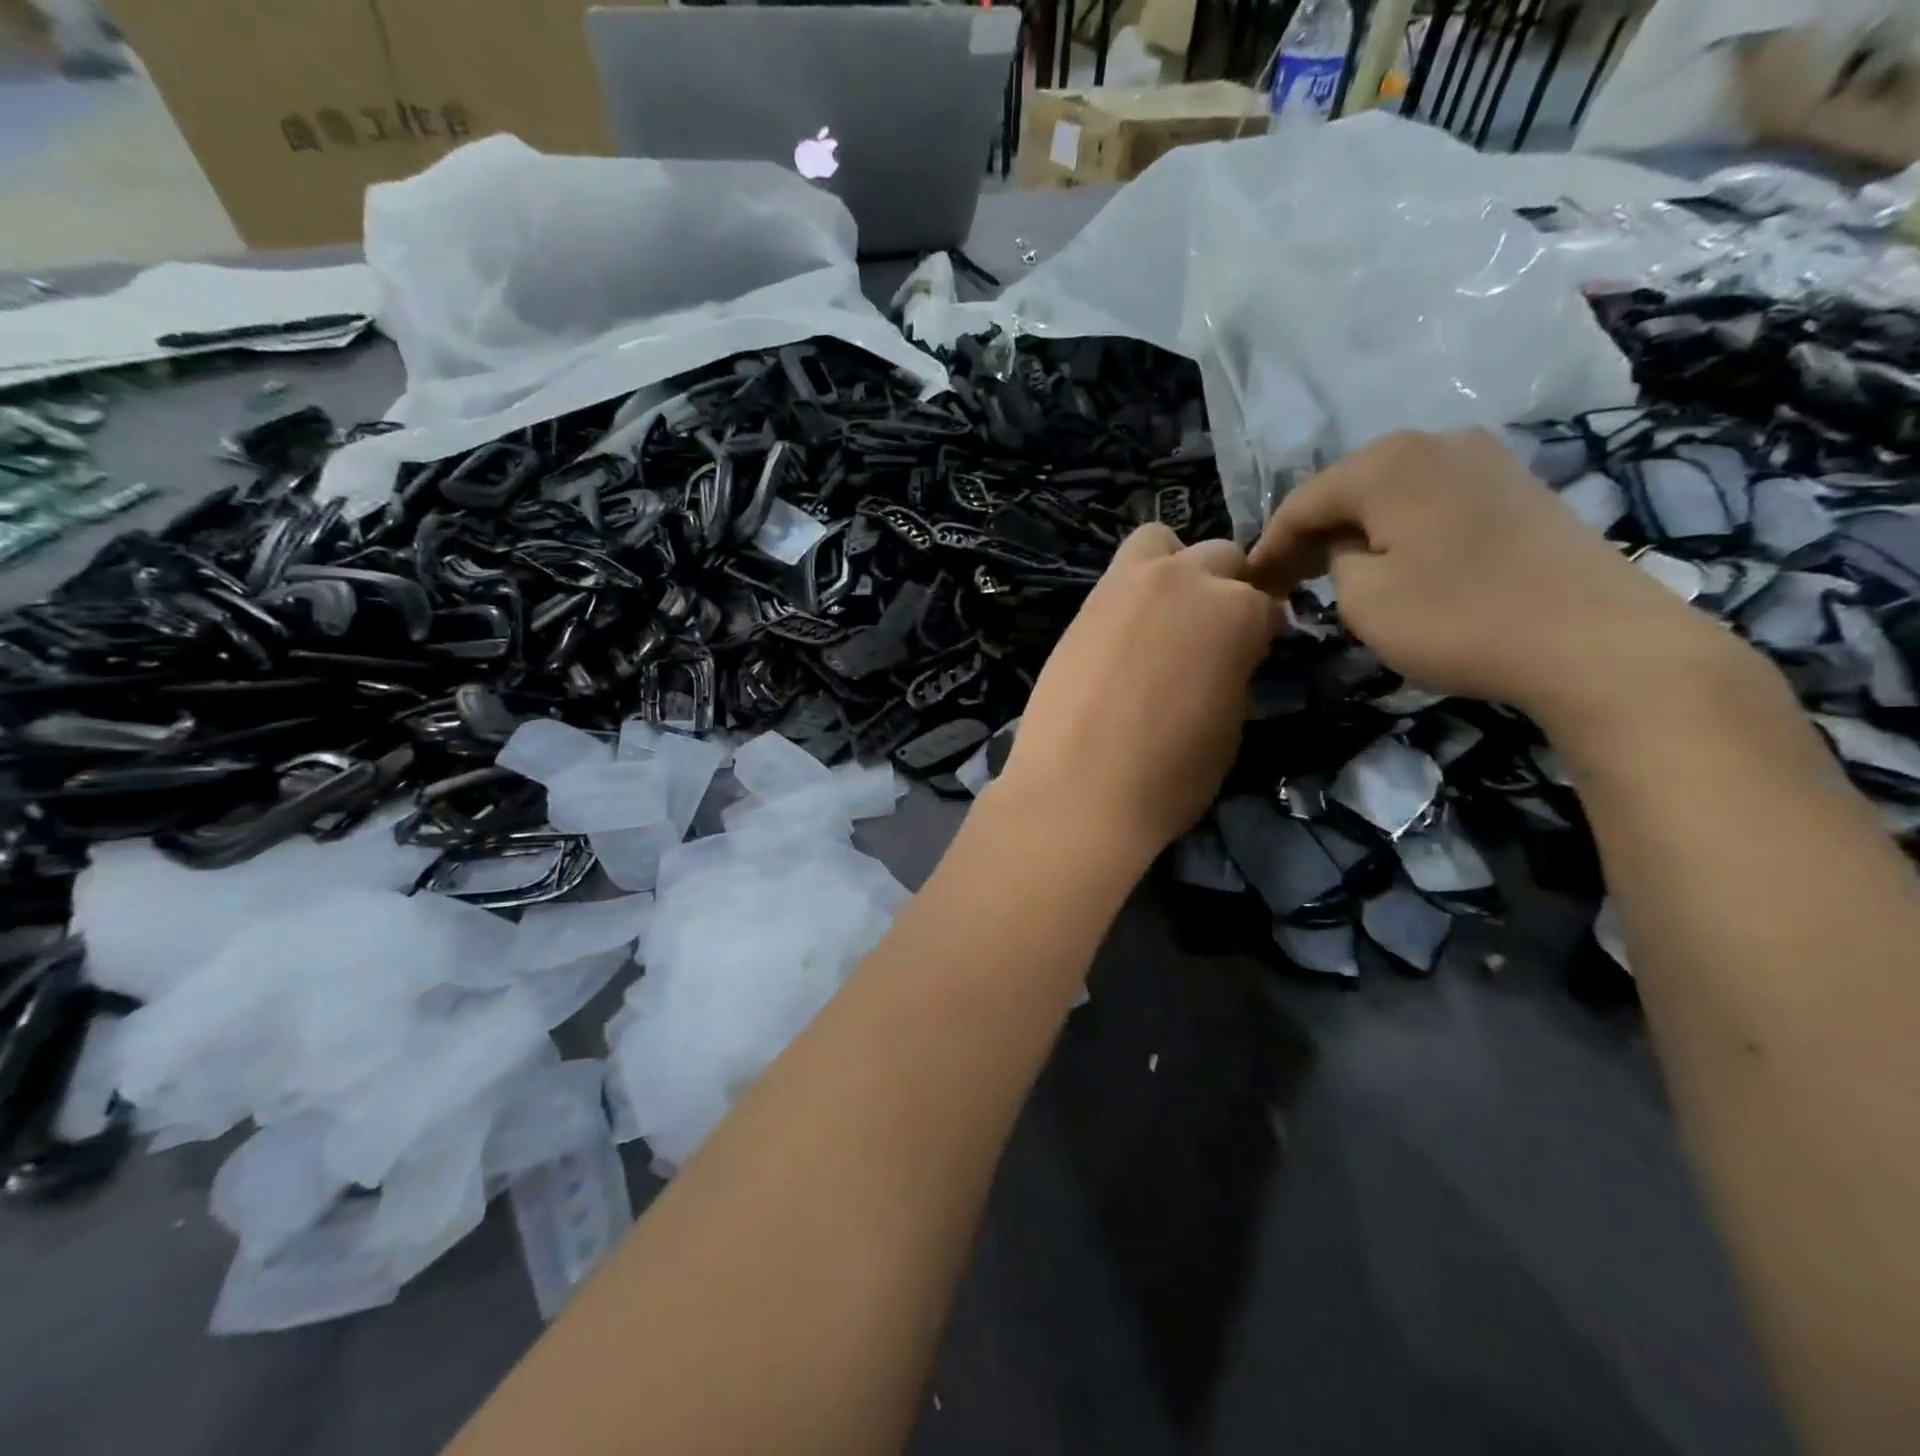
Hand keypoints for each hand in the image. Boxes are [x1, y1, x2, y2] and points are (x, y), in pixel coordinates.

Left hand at [998, 525, 1282, 866]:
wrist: (1077, 792)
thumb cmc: (1170, 775)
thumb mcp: (1229, 722)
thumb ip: (1232, 667)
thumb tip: (1223, 654)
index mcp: (1236, 610)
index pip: (1265, 602)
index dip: (1260, 631)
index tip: (1250, 654)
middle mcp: (1184, 578)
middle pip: (1219, 558)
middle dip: (1223, 588)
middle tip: (1207, 635)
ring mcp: (1126, 584)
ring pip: (1161, 545)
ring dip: (1174, 568)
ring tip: (1163, 619)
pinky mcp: (1083, 603)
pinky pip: (1118, 576)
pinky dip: (1132, 592)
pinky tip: (1124, 637)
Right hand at [1247, 428, 1736, 725]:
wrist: (1595, 641)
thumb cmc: (1458, 618)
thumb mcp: (1363, 599)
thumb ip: (1334, 562)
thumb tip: (1348, 548)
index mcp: (1387, 462)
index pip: (1302, 502)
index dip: (1269, 546)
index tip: (1249, 586)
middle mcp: (1435, 442)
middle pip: (1348, 489)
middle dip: (1312, 536)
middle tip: (1286, 584)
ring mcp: (1485, 460)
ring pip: (1392, 494)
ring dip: (1356, 533)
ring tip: (1333, 576)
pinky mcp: (1519, 488)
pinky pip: (1433, 502)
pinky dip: (1401, 531)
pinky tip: (1395, 564)